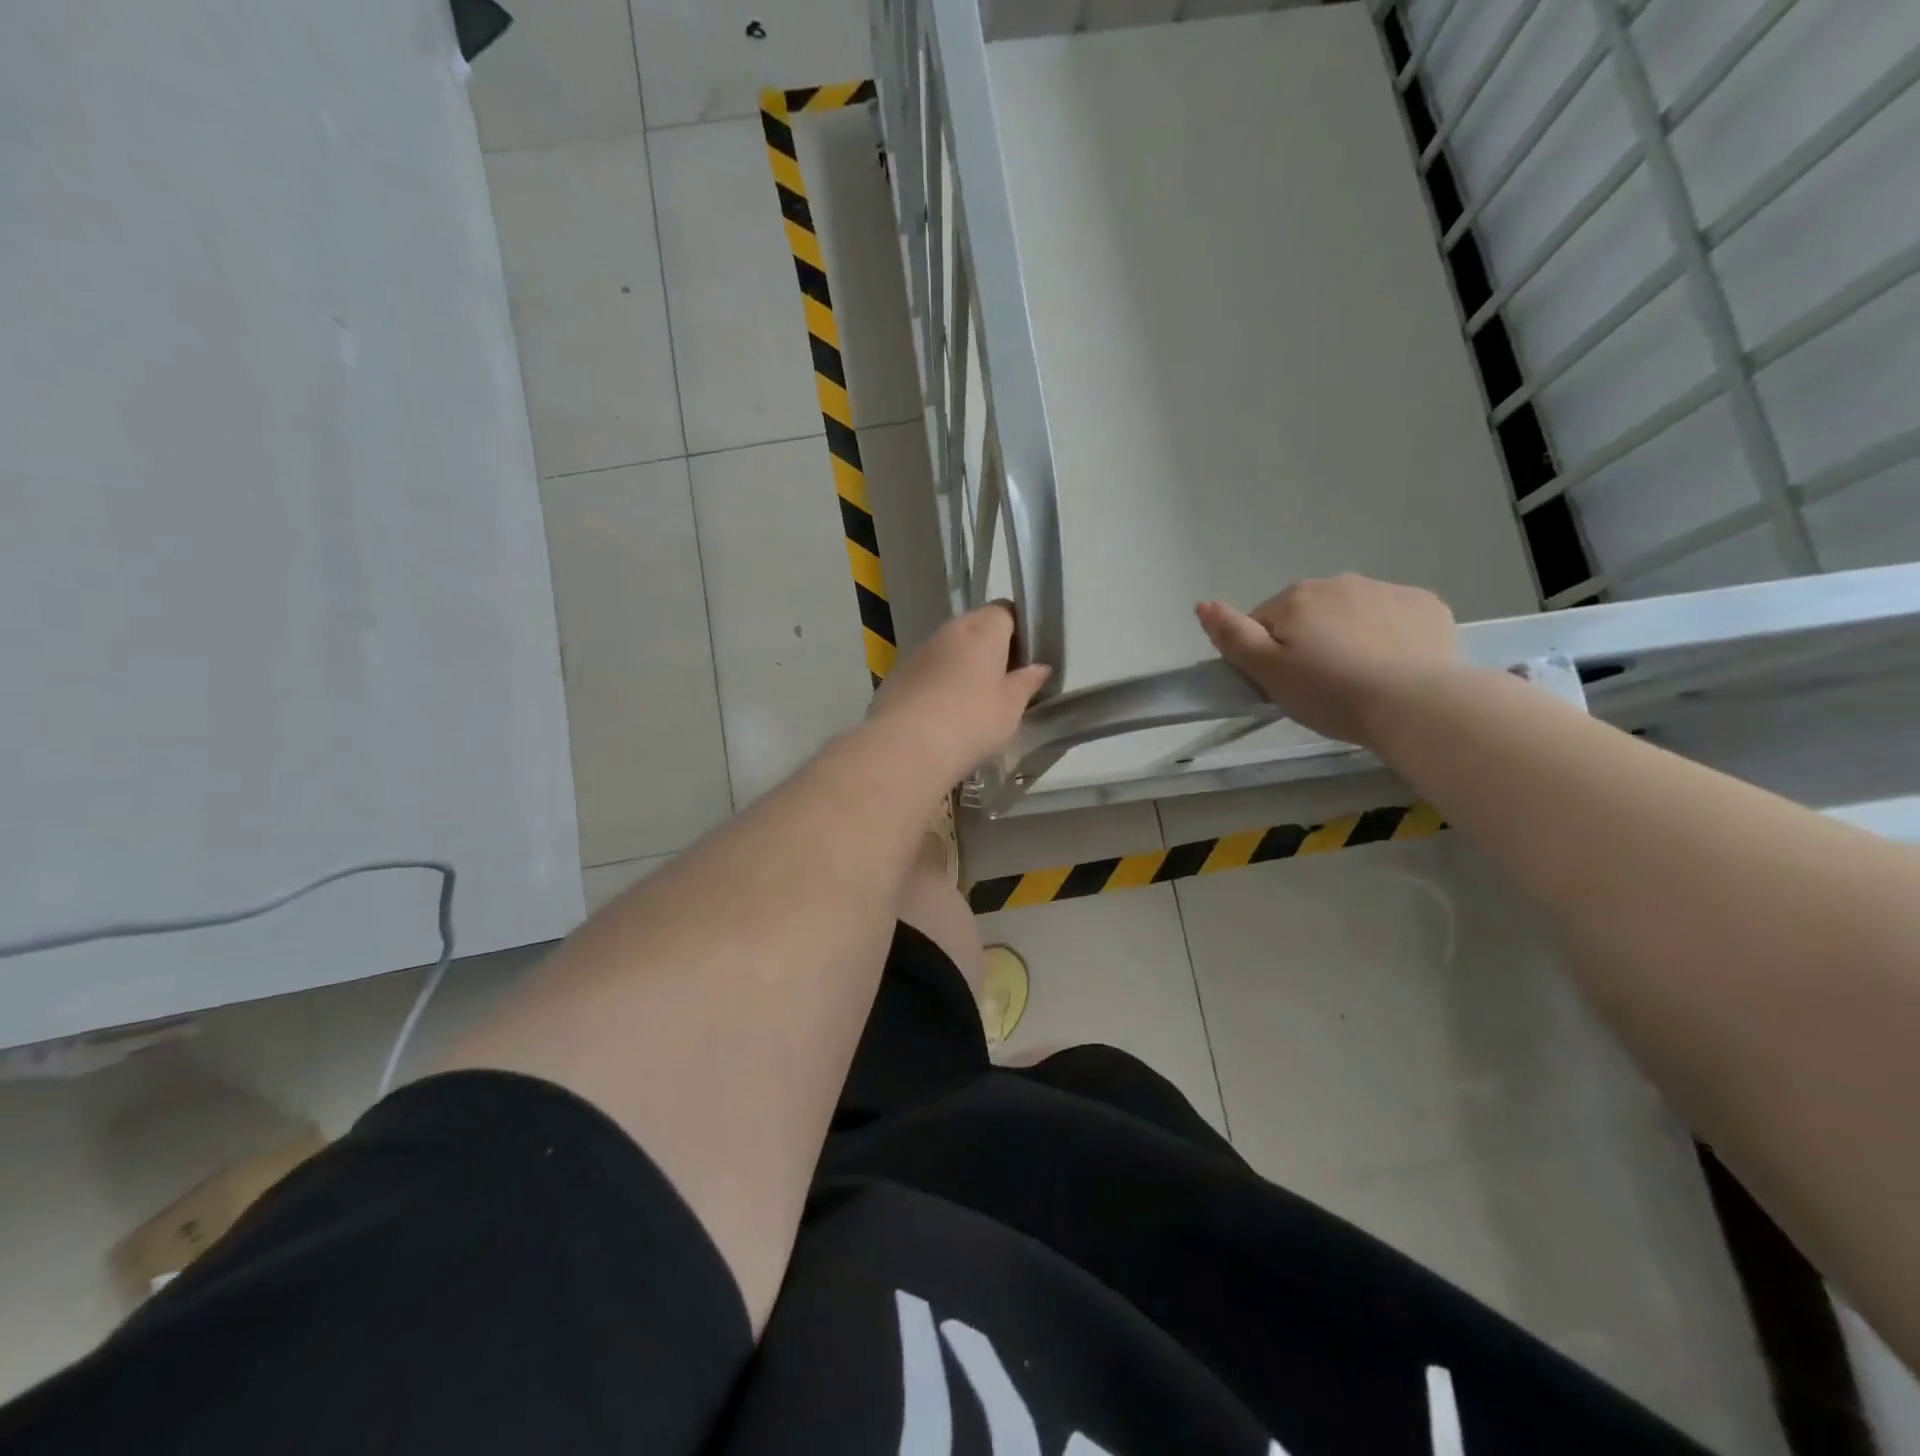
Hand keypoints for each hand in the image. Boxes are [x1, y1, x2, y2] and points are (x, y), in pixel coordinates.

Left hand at [867, 604, 1051, 787]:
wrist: (905, 747)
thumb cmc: (971, 722)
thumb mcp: (1011, 707)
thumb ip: (1027, 682)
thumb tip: (1040, 667)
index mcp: (982, 630)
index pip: (1005, 610)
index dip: (1018, 630)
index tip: (1026, 659)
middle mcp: (949, 631)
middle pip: (975, 626)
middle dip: (991, 648)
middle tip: (1004, 682)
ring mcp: (919, 652)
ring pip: (949, 649)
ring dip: (963, 665)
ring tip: (973, 701)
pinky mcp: (898, 675)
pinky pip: (927, 670)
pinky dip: (938, 682)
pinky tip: (943, 713)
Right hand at [1195, 575, 1459, 747]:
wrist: (1416, 703)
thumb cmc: (1331, 693)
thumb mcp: (1268, 673)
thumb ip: (1232, 636)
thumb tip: (1203, 603)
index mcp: (1295, 599)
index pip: (1263, 623)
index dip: (1267, 655)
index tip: (1284, 684)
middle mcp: (1338, 582)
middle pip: (1308, 614)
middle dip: (1309, 641)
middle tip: (1320, 686)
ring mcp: (1386, 590)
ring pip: (1351, 613)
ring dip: (1347, 636)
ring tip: (1359, 679)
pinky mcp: (1425, 605)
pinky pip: (1394, 617)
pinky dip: (1389, 636)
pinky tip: (1394, 667)